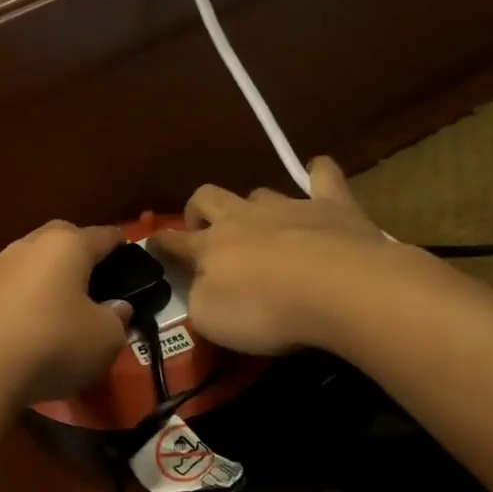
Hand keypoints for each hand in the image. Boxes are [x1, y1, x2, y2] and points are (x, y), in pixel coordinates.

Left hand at [0, 222, 132, 404]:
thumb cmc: (55, 343)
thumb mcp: (106, 338)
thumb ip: (118, 318)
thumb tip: (116, 307)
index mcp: (68, 244)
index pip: (104, 235)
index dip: (122, 246)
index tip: (132, 258)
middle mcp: (30, 244)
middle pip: (63, 238)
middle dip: (81, 253)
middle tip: (97, 280)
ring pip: (34, 261)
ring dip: (50, 276)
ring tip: (64, 304)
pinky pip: (13, 286)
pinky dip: (27, 297)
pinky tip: (34, 322)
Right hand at [151, 156, 392, 356]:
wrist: (339, 288)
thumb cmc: (267, 309)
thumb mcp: (212, 320)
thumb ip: (199, 299)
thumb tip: (198, 286)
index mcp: (210, 247)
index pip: (175, 242)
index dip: (162, 243)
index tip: (153, 243)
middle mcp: (243, 218)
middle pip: (208, 198)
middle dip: (199, 210)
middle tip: (204, 229)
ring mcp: (288, 207)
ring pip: (259, 193)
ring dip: (254, 205)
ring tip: (263, 224)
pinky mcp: (332, 206)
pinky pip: (323, 178)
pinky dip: (319, 174)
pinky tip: (319, 171)